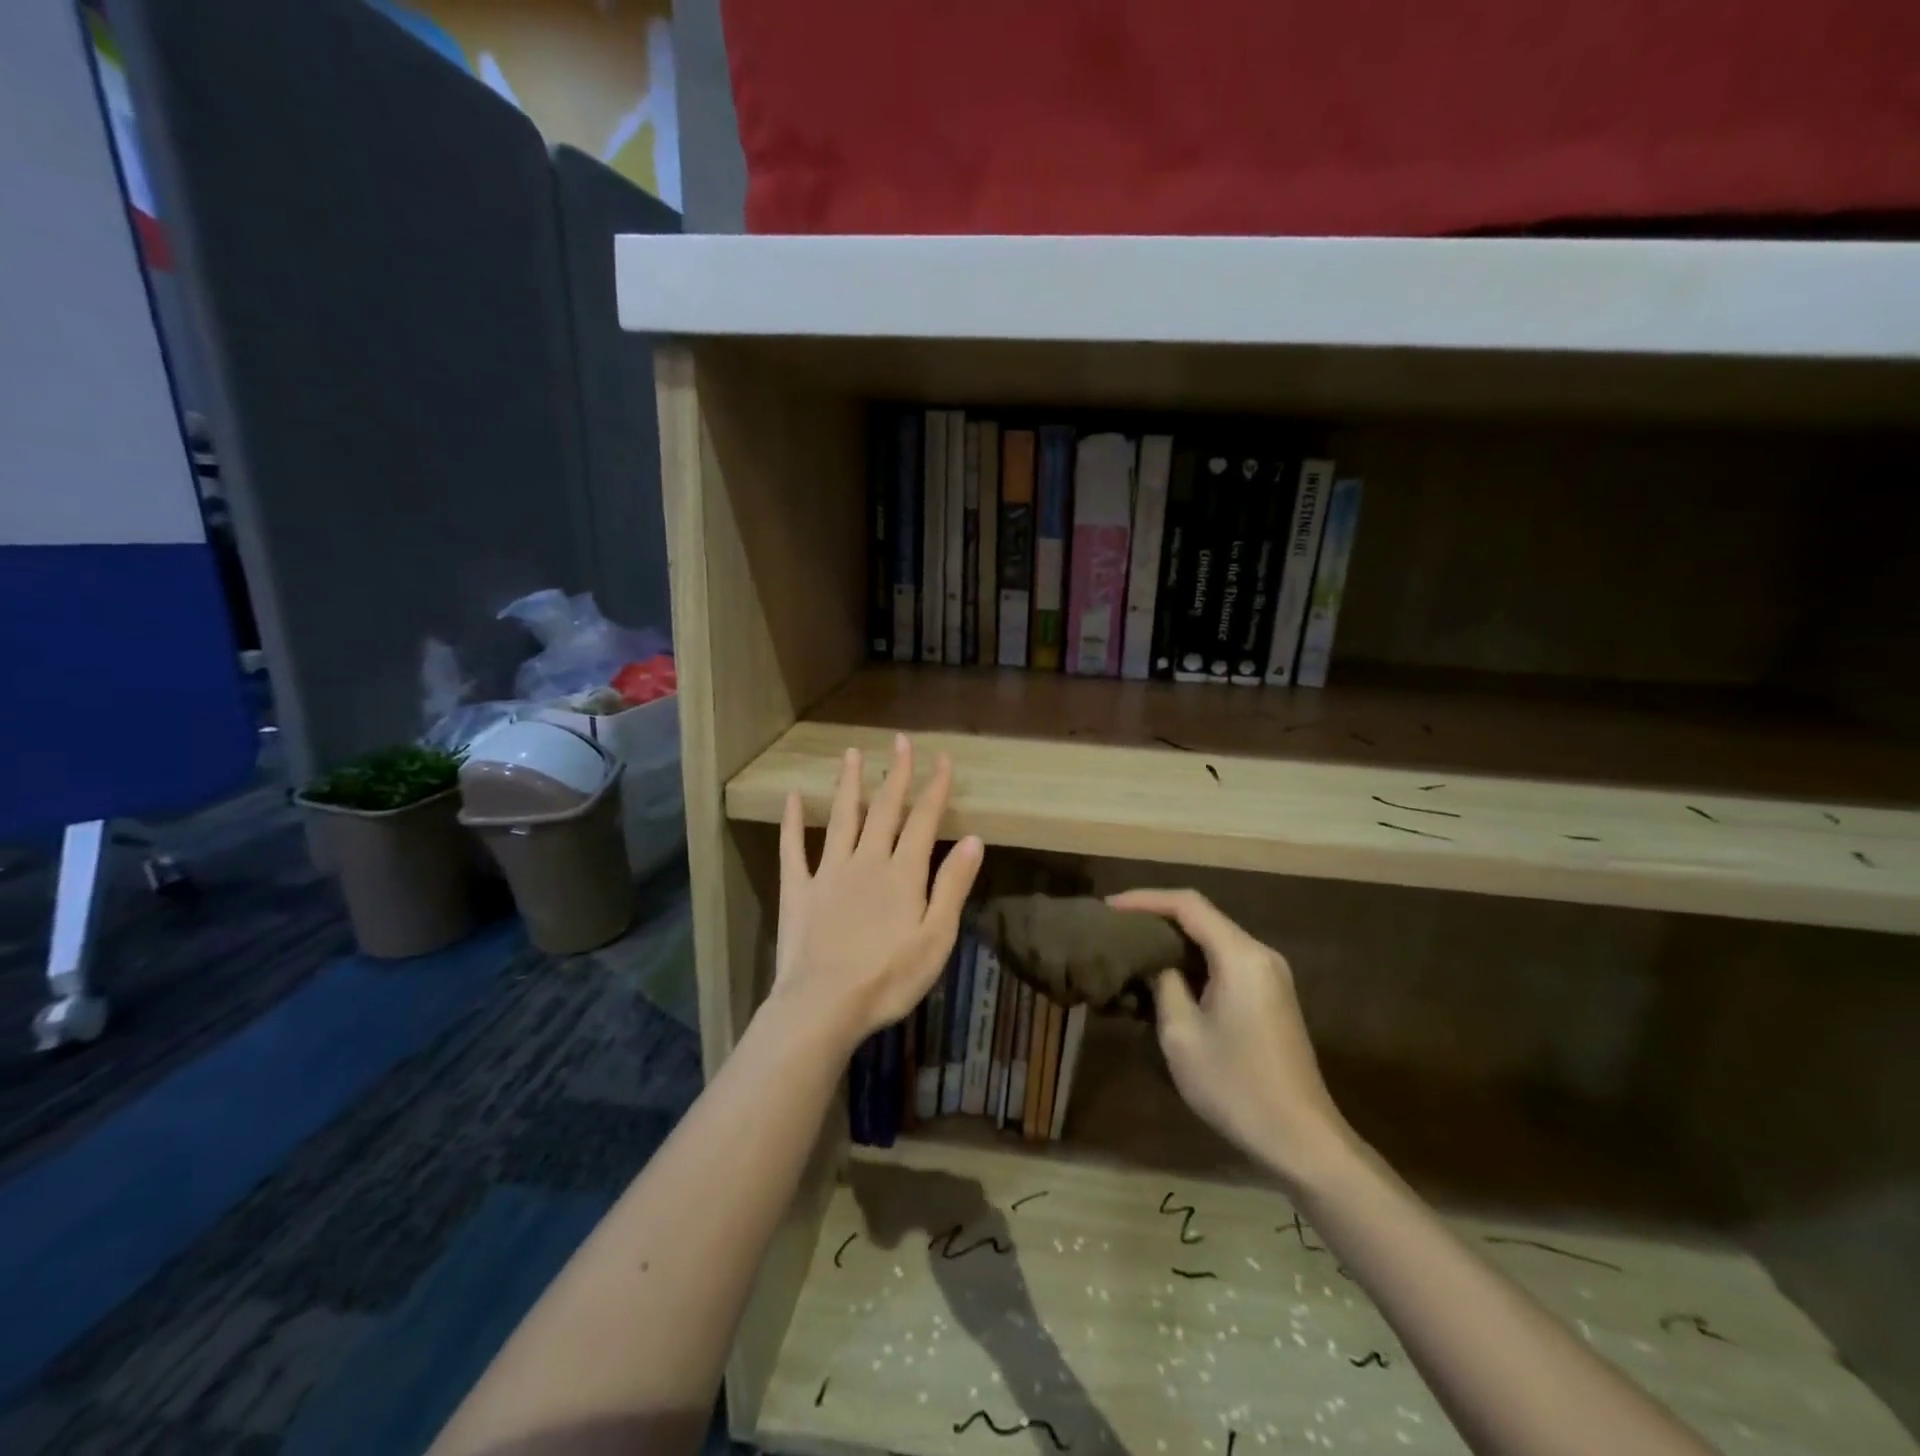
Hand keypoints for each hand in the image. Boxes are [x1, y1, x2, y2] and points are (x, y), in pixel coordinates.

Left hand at [773, 734, 982, 1048]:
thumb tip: (972, 838)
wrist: (823, 1006)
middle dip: (895, 774)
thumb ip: (953, 885)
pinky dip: (792, 821)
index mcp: (902, 873)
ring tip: (851, 753)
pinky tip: (792, 797)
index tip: (942, 758)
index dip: (934, 788)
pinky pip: (793, 848)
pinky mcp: (798, 889)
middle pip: (884, 809)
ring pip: (841, 818)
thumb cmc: (888, 978)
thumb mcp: (936, 937)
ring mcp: (828, 872)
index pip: (923, 820)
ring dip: (849, 784)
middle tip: (900, 741)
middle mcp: (866, 860)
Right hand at [1108, 888, 1351, 1187]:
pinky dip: (1193, 960)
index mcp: (1240, 955)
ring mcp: (1270, 974)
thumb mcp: (1181, 1034)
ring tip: (1133, 948)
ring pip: (1214, 939)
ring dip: (1174, 940)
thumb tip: (1151, 961)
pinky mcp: (1270, 995)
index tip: (1108, 907)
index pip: (1187, 904)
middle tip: (1115, 928)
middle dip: (1157, 917)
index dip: (1145, 899)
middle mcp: (1260, 954)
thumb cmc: (1235, 1086)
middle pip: (1202, 917)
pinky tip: (1166, 975)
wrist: (1301, 1139)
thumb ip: (1163, 983)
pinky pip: (1226, 961)